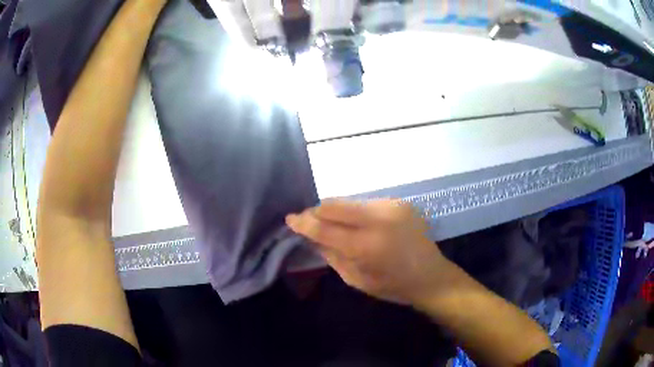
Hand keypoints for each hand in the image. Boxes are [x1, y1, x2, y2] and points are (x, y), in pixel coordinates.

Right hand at [286, 199, 450, 305]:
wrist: (431, 276)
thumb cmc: (393, 285)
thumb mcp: (356, 279)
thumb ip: (331, 254)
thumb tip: (311, 236)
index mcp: (367, 245)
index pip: (325, 228)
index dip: (304, 223)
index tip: (290, 219)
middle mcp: (379, 219)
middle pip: (335, 204)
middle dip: (317, 211)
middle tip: (309, 221)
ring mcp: (392, 206)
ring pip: (350, 201)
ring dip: (337, 212)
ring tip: (336, 226)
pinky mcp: (400, 202)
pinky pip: (367, 203)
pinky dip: (356, 212)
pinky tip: (360, 225)